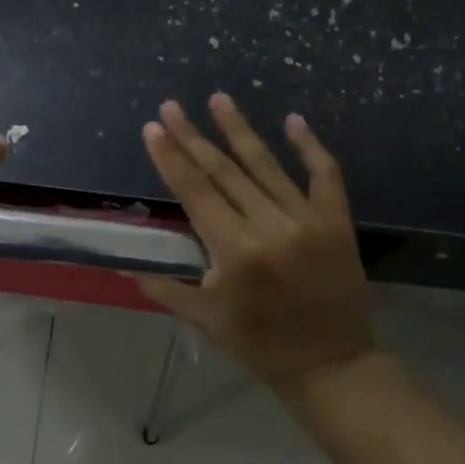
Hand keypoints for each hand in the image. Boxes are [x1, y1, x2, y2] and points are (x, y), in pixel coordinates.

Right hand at [136, 94, 375, 399]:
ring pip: (267, 165)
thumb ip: (167, 288)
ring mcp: (307, 220)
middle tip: (171, 106)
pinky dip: (310, 146)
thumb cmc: (259, 344)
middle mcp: (270, 226)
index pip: (194, 192)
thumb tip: (128, 268)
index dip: (170, 158)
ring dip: (239, 130)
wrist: (331, 364)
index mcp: (235, 250)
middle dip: (193, 136)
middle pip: (224, 171)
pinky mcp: (337, 221)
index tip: (153, 128)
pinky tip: (293, 120)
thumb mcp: (205, 319)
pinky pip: (325, 175)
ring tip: (219, 98)